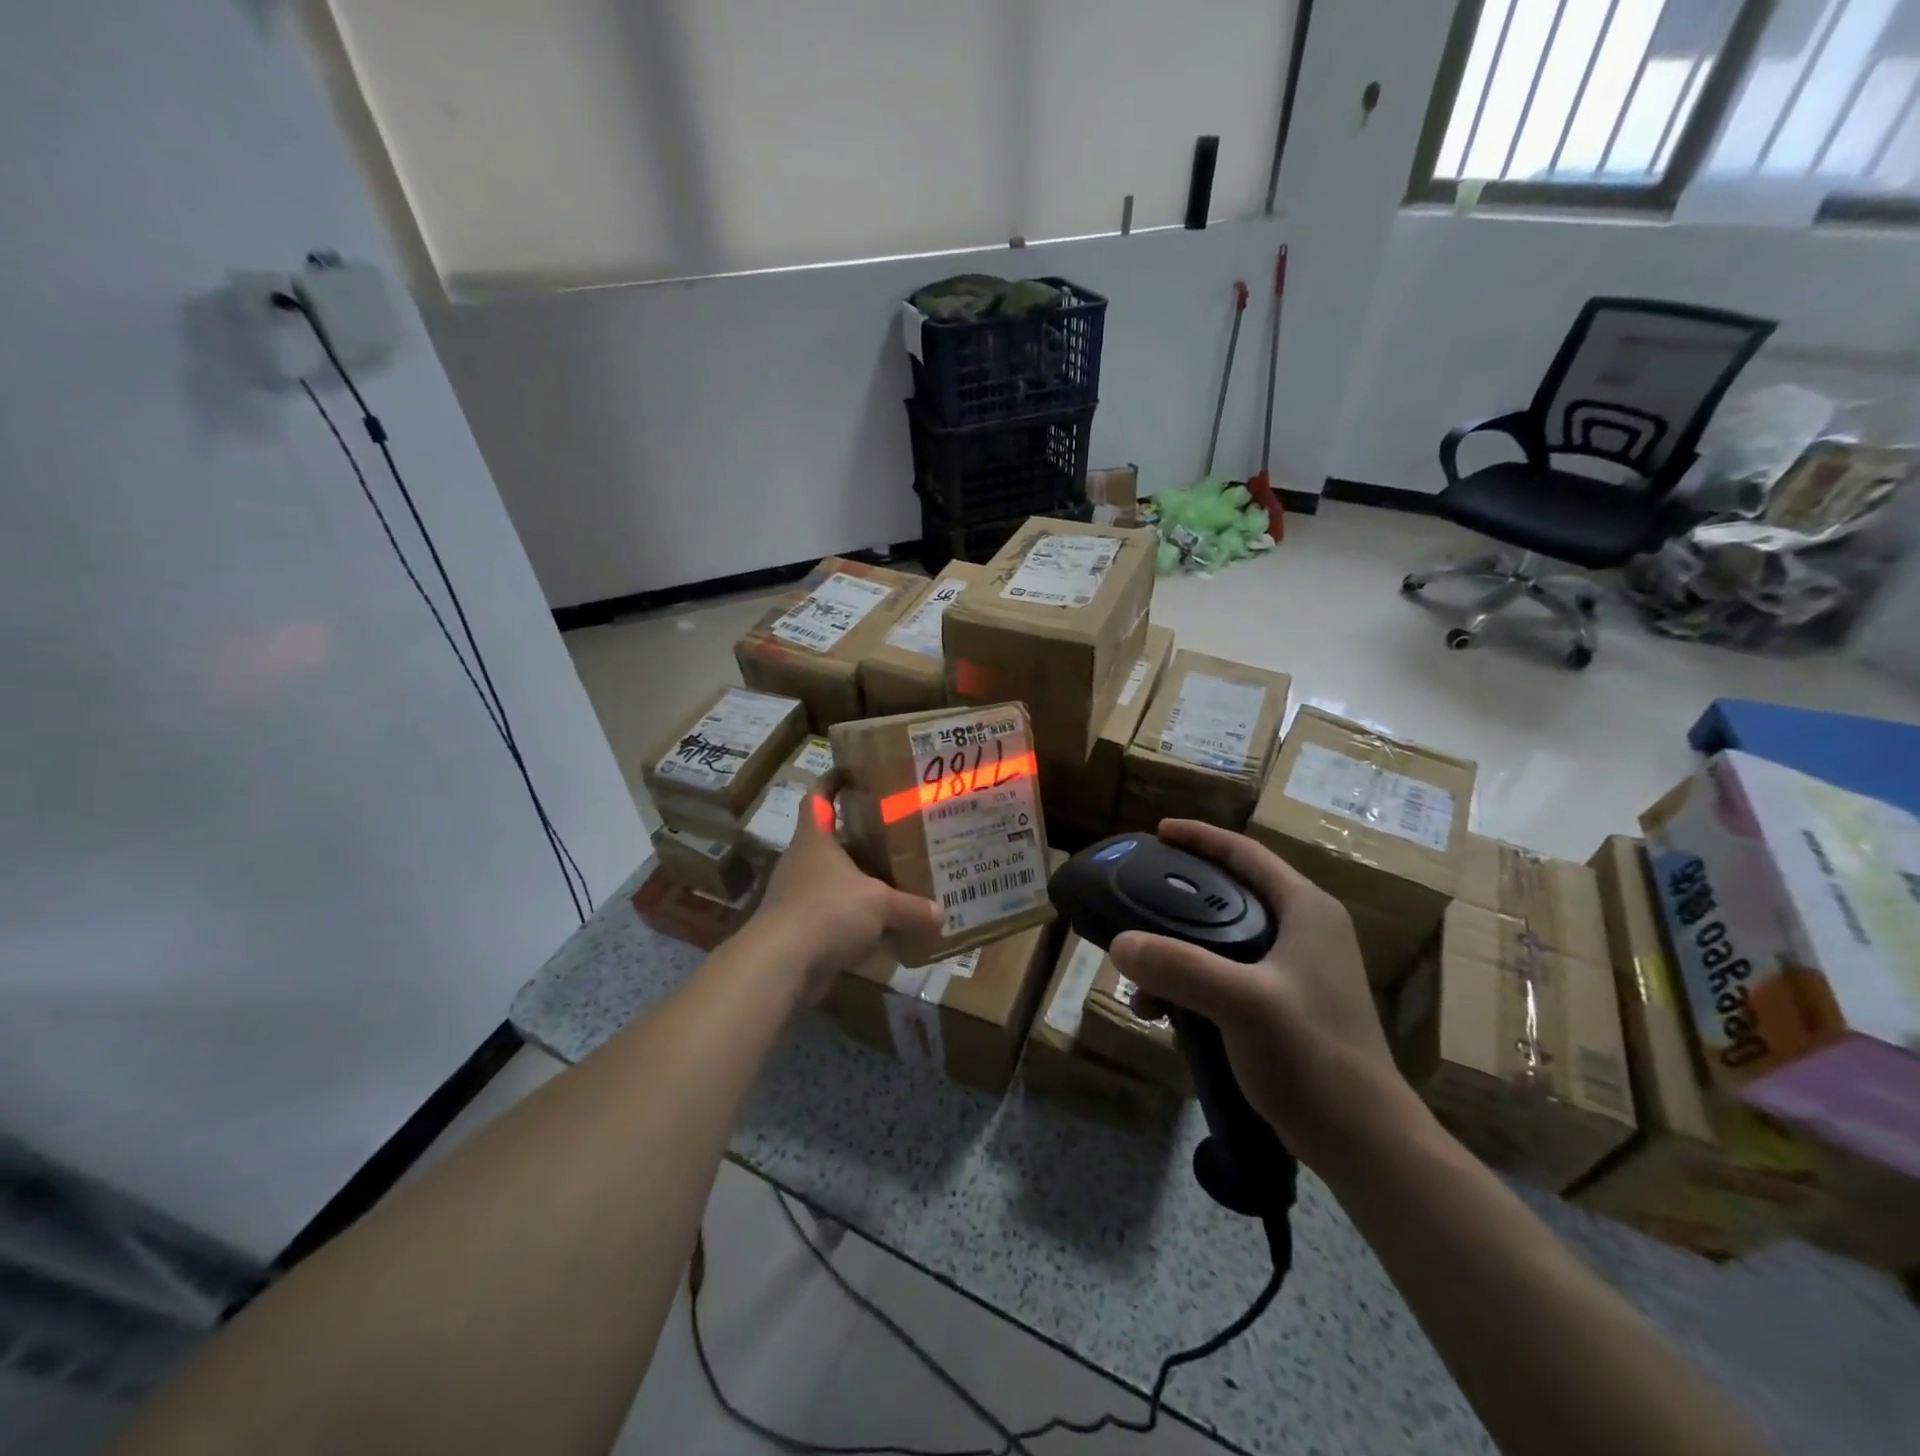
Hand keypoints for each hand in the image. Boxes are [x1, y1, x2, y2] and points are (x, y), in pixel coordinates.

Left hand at [747, 789, 944, 1002]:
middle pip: (832, 840)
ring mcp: (798, 896)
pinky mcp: (801, 928)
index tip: (853, 772)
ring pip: (835, 880)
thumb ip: (912, 907)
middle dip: (862, 837)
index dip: (832, 782)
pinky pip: (834, 915)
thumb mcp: (880, 904)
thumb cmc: (827, 912)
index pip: (818, 797)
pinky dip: (856, 919)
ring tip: (898, 878)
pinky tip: (884, 927)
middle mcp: (803, 861)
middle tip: (898, 832)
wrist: (780, 965)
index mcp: (815, 839)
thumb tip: (941, 914)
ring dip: (860, 881)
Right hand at [1108, 819, 1426, 1175]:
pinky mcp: (1286, 1007)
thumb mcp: (1240, 1002)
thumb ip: (1178, 966)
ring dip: (1178, 956)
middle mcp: (1304, 931)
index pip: (1245, 854)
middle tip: (1135, 905)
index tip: (1157, 832)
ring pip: (1222, 942)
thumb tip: (1120, 945)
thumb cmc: (1312, 1055)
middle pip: (1228, 896)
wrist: (1364, 1143)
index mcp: (1305, 910)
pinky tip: (1165, 1016)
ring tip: (1142, 984)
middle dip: (1177, 904)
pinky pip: (1226, 979)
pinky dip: (1192, 988)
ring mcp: (1297, 972)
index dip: (1200, 837)